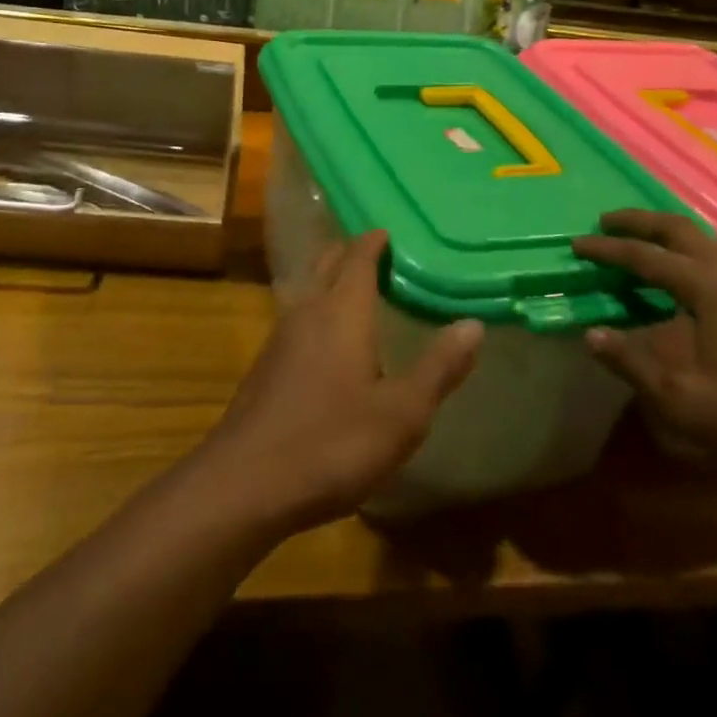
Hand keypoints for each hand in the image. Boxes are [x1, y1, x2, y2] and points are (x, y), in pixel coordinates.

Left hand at [202, 230, 481, 530]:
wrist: (244, 484)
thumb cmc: (331, 443)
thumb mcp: (401, 414)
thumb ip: (438, 368)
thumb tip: (472, 324)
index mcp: (342, 311)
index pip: (359, 256)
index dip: (375, 241)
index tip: (393, 232)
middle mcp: (307, 311)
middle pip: (328, 263)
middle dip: (351, 252)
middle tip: (382, 254)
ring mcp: (280, 338)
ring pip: (309, 290)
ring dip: (332, 280)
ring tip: (361, 291)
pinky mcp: (266, 367)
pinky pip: (298, 319)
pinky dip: (319, 313)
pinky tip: (330, 343)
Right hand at [573, 210, 716, 469]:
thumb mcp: (683, 400)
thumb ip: (633, 364)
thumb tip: (590, 335)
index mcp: (708, 287)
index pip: (646, 257)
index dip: (607, 250)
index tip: (576, 244)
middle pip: (679, 229)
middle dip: (639, 222)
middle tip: (606, 222)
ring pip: (704, 241)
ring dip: (667, 236)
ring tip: (641, 244)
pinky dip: (690, 254)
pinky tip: (686, 278)